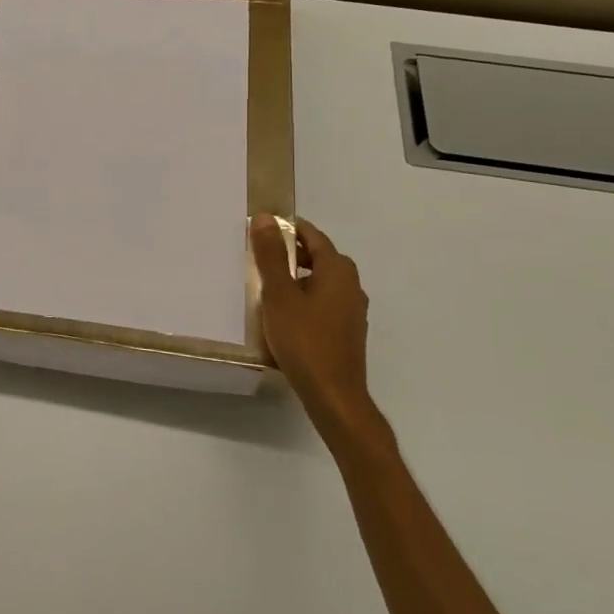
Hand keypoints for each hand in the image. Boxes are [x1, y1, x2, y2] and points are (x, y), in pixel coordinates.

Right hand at [252, 215, 372, 424]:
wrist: (333, 395)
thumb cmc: (304, 340)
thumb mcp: (279, 294)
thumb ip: (272, 255)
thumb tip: (266, 218)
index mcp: (338, 270)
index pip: (313, 236)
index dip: (288, 229)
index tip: (262, 230)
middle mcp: (352, 285)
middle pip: (320, 257)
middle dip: (292, 252)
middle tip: (260, 257)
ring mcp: (353, 311)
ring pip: (323, 281)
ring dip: (298, 277)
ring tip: (268, 285)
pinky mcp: (348, 332)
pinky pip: (325, 302)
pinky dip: (306, 298)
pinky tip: (286, 315)